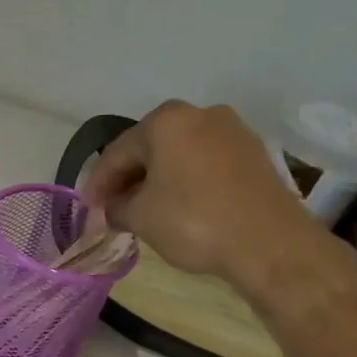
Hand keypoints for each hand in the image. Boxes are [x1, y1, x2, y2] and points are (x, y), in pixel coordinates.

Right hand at [83, 101, 336, 297]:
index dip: (98, 183)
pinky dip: (183, 181)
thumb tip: (114, 208)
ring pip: (178, 154)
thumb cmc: (193, 221)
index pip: (117, 152)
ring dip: (155, 180)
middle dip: (127, 178)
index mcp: (165, 121)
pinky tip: (176, 206)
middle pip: (149, 147)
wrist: (268, 242)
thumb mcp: (140, 217)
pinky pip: (203, 163)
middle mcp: (199, 115)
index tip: (88, 209)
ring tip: (142, 210)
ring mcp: (231, 131)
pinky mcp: (252, 153)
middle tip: (112, 208)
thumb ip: (117, 208)